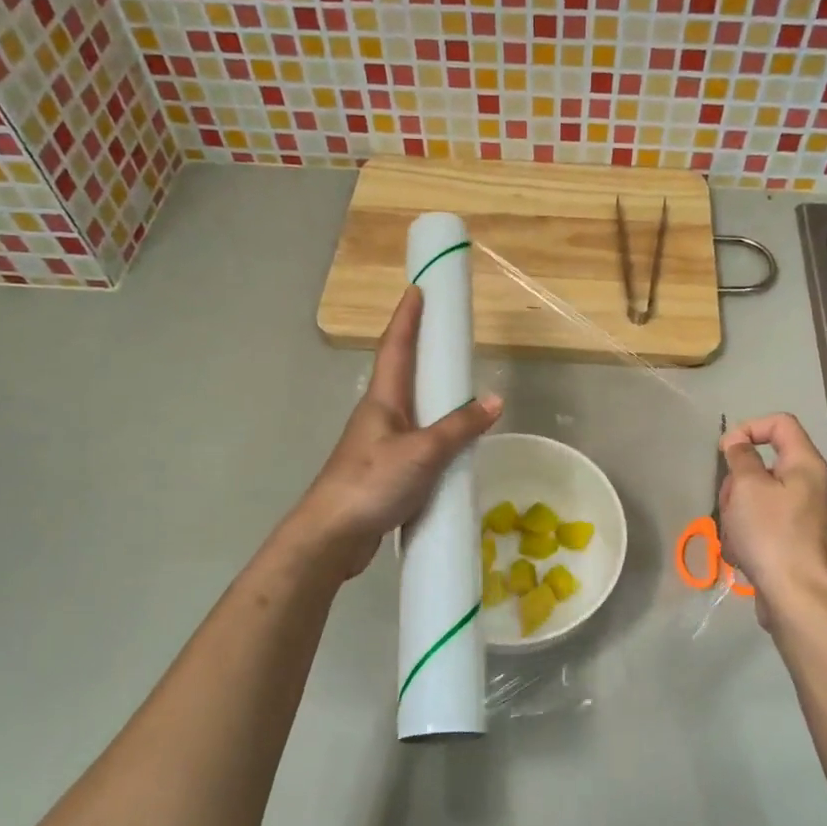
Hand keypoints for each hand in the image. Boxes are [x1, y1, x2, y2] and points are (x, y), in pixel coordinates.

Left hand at [292, 286, 500, 578]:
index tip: (417, 289)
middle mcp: (379, 416)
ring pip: (411, 412)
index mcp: (383, 400)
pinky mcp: (384, 472)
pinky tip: (453, 449)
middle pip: (401, 374)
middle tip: (445, 335)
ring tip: (458, 389)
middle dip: (420, 351)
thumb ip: (459, 427)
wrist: (332, 535)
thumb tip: (493, 401)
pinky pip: (416, 444)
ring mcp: (379, 445)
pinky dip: (435, 436)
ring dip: (430, 397)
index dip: (406, 318)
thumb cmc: (372, 482)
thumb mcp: (423, 452)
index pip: (395, 347)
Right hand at [717, 413, 826, 625]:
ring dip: (735, 513)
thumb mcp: (747, 487)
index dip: (749, 428)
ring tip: (734, 535)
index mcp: (805, 464)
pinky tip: (741, 553)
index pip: (780, 423)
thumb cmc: (771, 534)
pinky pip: (758, 524)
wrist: (795, 596)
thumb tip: (737, 442)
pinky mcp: (789, 540)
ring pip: (754, 497)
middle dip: (737, 483)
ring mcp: (800, 514)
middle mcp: (808, 485)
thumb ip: (740, 458)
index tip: (726, 450)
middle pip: (762, 464)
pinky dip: (744, 535)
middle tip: (730, 502)